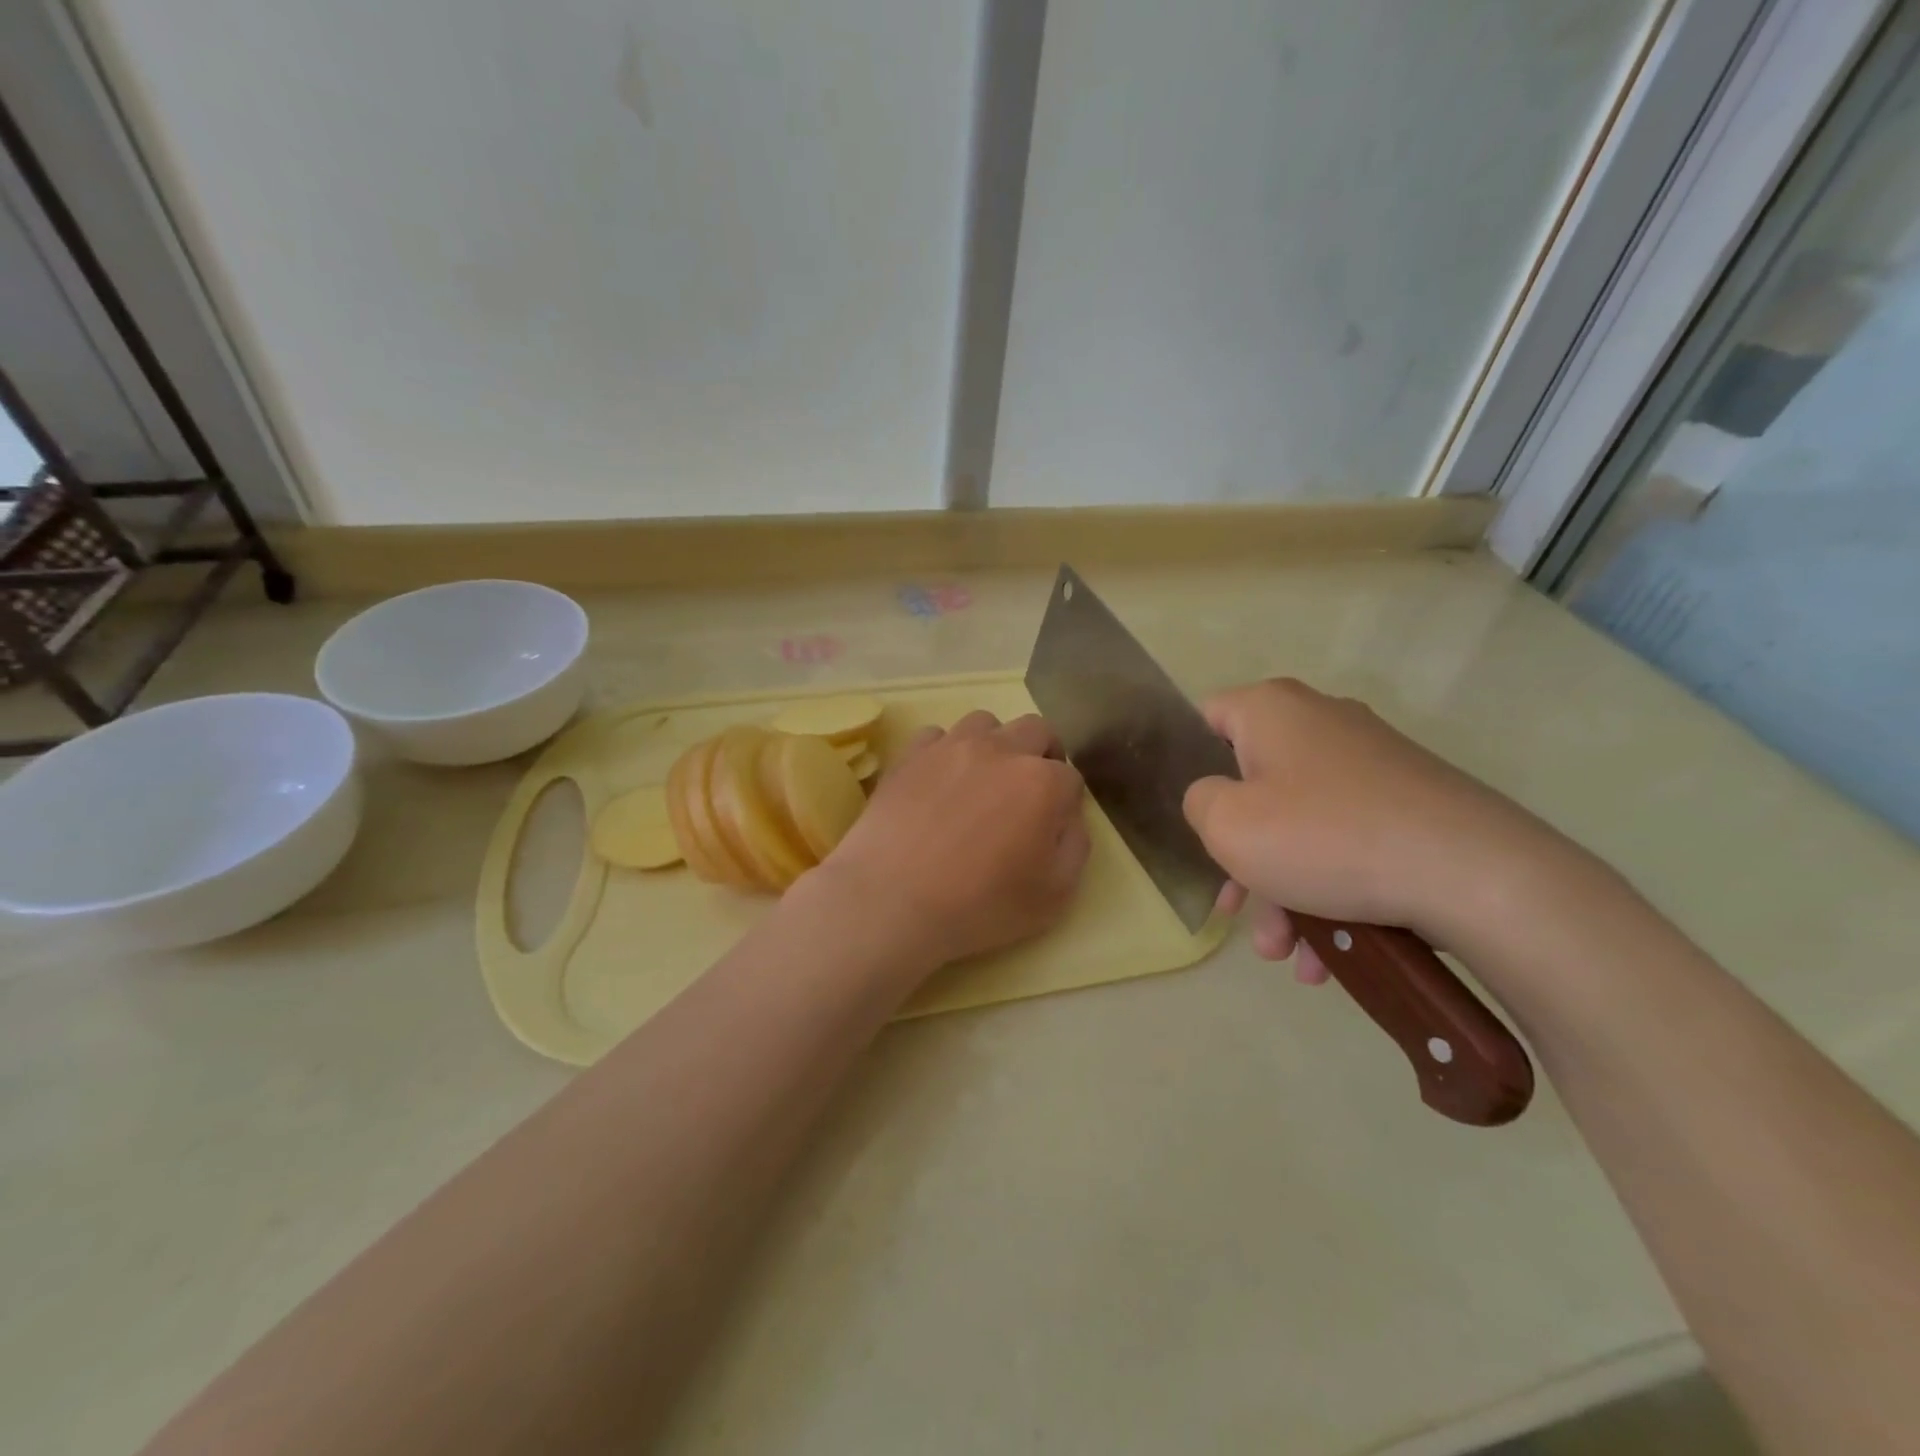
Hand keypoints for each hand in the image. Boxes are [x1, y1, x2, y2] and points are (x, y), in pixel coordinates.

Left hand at [815, 711, 1090, 972]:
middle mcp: (1000, 751)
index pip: (1071, 778)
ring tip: (981, 780)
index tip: (1052, 827)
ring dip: (994, 745)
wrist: (890, 901)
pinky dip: (945, 752)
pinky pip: (936, 735)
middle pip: (1036, 731)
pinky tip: (937, 782)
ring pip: (985, 722)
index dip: (1066, 803)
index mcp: (1042, 783)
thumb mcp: (1054, 896)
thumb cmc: (979, 906)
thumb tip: (1067, 818)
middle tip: (1028, 794)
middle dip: (1041, 755)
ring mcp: (950, 747)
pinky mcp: (909, 755)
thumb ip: (1075, 847)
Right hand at [1183, 679, 1562, 976]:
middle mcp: (1322, 722)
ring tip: (1288, 953)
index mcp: (1273, 709)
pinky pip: (1346, 841)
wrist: (1475, 875)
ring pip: (1301, 824)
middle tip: (1236, 908)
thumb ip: (1197, 802)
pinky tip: (1330, 955)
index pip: (1208, 717)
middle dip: (1241, 856)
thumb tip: (1216, 798)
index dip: (1188, 764)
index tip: (1193, 818)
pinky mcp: (1410, 802)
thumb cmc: (1324, 837)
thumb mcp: (1227, 824)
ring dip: (1284, 891)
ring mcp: (1372, 762)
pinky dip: (1330, 891)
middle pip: (1255, 785)